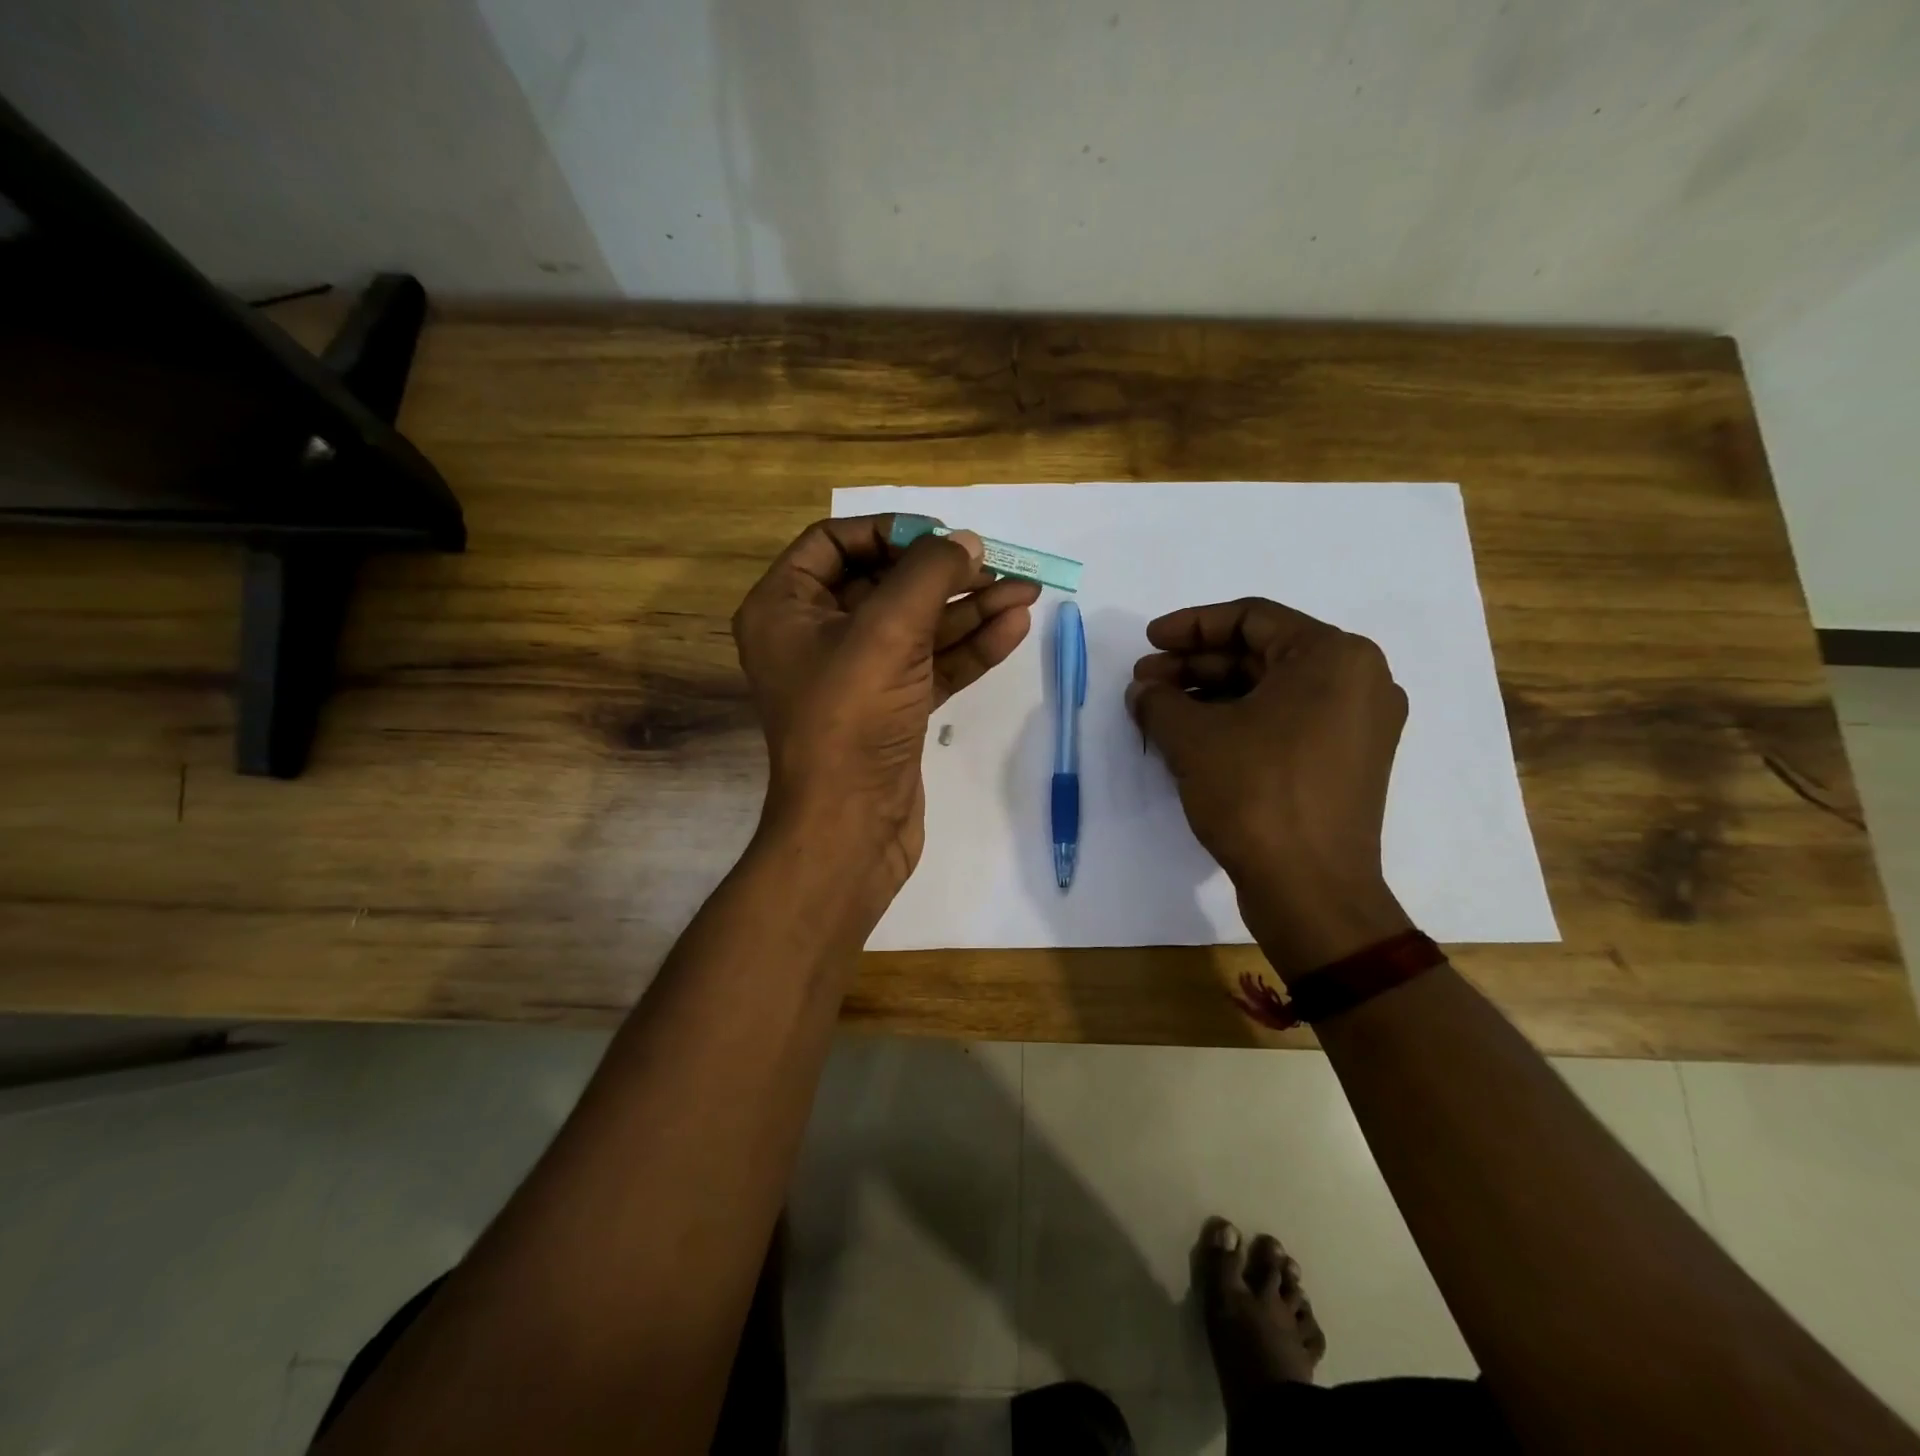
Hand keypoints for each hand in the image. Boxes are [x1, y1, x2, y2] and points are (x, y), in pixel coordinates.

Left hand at [733, 514, 1039, 894]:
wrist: (852, 826)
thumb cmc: (852, 718)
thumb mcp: (888, 630)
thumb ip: (930, 574)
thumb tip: (967, 543)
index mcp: (785, 607)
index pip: (834, 543)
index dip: (891, 531)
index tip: (943, 537)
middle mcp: (814, 636)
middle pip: (885, 583)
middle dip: (945, 573)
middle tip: (1000, 564)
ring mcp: (855, 675)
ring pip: (916, 626)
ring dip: (969, 609)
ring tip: (1026, 591)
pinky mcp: (890, 708)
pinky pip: (930, 663)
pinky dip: (968, 647)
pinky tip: (1012, 627)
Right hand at [1127, 598, 1412, 978]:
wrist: (1310, 890)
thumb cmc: (1256, 794)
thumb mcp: (1193, 738)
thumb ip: (1158, 700)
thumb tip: (1143, 691)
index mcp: (1333, 656)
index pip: (1251, 618)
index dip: (1190, 626)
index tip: (1148, 642)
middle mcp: (1358, 680)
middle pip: (1261, 654)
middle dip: (1195, 666)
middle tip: (1145, 682)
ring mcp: (1358, 725)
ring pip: (1271, 691)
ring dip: (1211, 695)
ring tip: (1159, 712)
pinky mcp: (1346, 763)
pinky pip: (1286, 722)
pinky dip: (1238, 722)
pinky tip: (1193, 738)